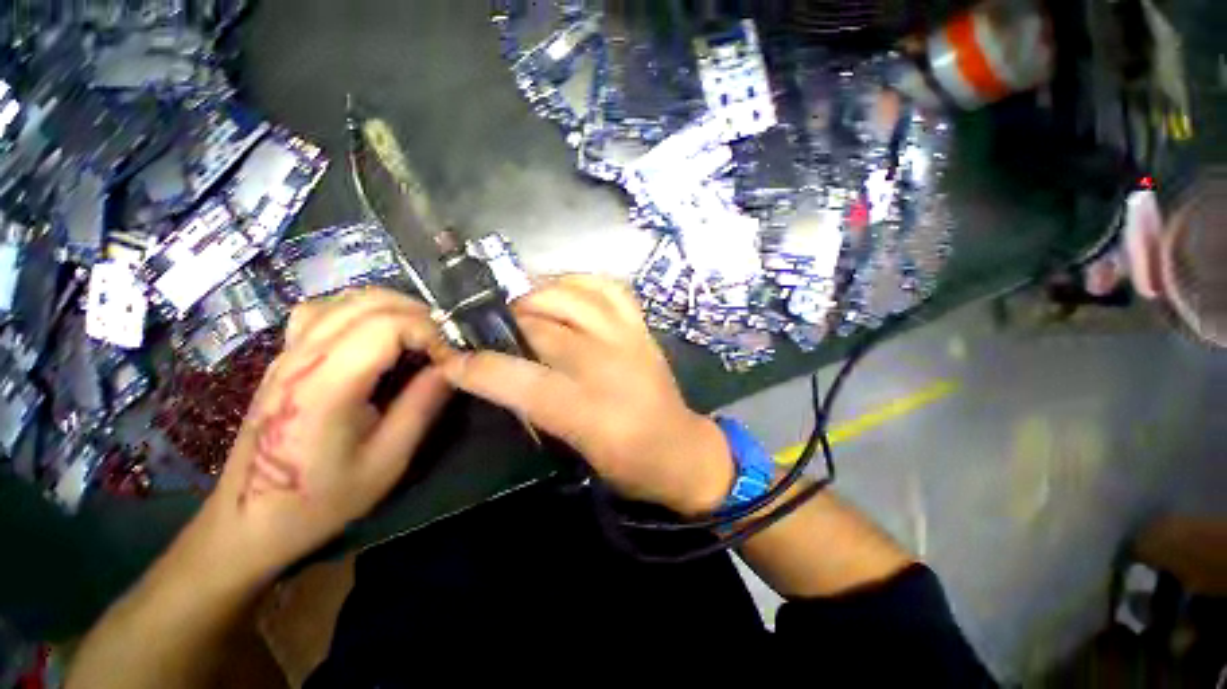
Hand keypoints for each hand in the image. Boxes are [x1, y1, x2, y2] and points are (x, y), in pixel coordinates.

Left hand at [201, 288, 451, 578]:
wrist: (248, 520)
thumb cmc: (321, 498)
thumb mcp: (387, 460)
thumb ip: (423, 406)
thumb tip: (453, 367)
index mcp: (326, 385)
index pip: (387, 325)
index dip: (429, 331)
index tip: (450, 357)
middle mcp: (303, 357)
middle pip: (368, 302)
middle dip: (418, 314)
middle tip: (443, 343)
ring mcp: (287, 353)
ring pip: (345, 299)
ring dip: (392, 307)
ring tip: (417, 334)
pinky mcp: (283, 357)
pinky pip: (324, 310)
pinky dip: (360, 310)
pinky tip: (374, 334)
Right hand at [443, 275, 732, 515]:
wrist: (682, 450)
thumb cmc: (629, 462)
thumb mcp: (576, 449)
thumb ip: (537, 410)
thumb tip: (501, 375)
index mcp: (589, 411)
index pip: (522, 380)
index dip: (479, 367)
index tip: (451, 358)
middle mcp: (609, 365)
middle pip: (545, 328)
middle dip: (504, 320)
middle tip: (482, 319)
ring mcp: (629, 339)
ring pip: (574, 296)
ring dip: (538, 293)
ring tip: (519, 301)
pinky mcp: (642, 328)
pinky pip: (609, 289)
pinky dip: (581, 282)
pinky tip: (564, 289)